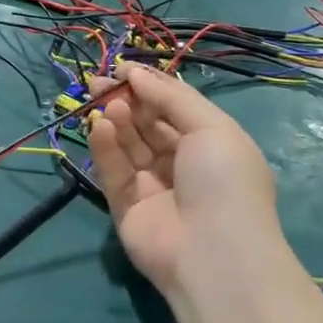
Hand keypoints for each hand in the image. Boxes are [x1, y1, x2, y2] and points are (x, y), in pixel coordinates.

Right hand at [89, 62, 282, 297]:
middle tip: (99, 81)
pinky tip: (100, 126)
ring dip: (116, 120)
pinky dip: (105, 148)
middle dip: (124, 100)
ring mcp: (152, 187)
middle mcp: (181, 164)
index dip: (149, 87)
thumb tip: (135, 72)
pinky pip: (113, 171)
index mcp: (210, 145)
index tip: (123, 69)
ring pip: (127, 145)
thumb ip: (171, 97)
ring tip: (106, 103)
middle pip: (146, 124)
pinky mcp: (125, 206)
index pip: (173, 109)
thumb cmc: (223, 181)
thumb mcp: (211, 127)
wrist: (213, 253)